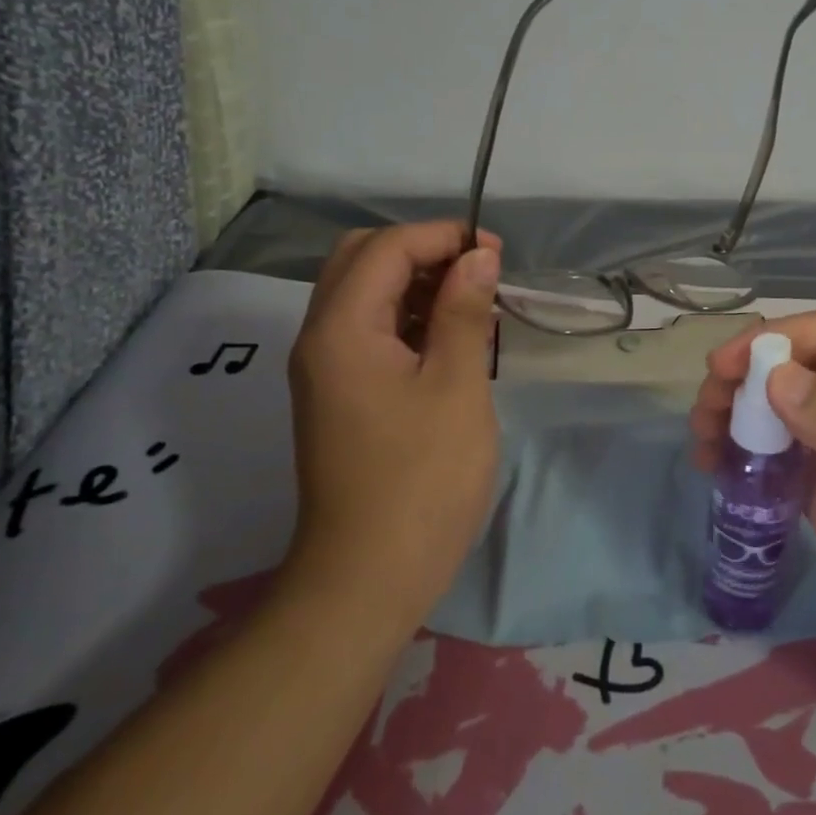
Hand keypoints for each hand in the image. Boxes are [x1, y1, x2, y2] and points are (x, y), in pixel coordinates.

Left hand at [282, 222, 502, 630]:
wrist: (368, 578)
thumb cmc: (422, 479)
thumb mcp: (456, 386)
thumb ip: (464, 311)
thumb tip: (477, 256)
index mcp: (342, 329)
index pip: (386, 247)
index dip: (442, 236)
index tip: (495, 254)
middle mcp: (320, 338)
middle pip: (363, 260)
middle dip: (423, 251)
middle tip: (477, 273)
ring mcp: (325, 369)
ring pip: (365, 294)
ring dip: (416, 283)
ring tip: (473, 304)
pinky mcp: (339, 395)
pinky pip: (369, 332)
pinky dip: (408, 319)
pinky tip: (451, 340)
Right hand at [692, 311, 815, 710]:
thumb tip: (773, 378)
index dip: (772, 341)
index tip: (721, 368)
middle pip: (794, 372)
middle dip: (744, 380)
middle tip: (704, 414)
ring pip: (778, 415)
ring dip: (736, 418)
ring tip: (702, 446)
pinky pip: (777, 465)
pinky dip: (743, 460)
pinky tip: (719, 475)